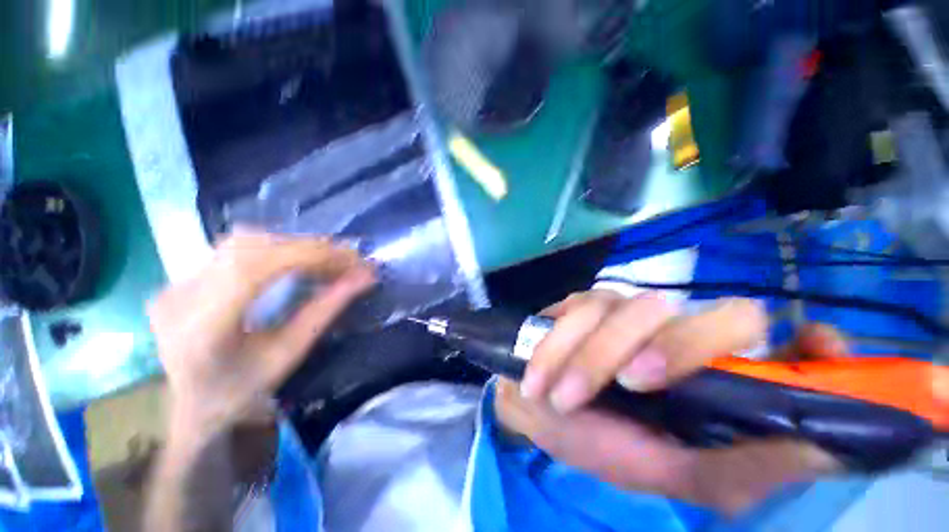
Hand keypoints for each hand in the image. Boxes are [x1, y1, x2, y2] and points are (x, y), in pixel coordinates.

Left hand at [149, 231, 374, 435]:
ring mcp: (176, 283)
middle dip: (308, 248)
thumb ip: (325, 311)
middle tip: (348, 260)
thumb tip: (364, 279)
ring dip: (293, 246)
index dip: (310, 255)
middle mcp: (181, 295)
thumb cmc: (242, 392)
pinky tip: (298, 261)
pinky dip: (277, 249)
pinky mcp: (182, 278)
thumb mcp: (288, 355)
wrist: (187, 408)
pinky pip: (236, 250)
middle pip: (250, 247)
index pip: (255, 268)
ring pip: (243, 242)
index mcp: (202, 327)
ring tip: (328, 260)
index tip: (353, 261)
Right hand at [495, 290, 844, 515]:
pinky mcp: (583, 302)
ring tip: (566, 396)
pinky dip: (559, 349)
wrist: (536, 409)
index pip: (792, 345)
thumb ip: (746, 468)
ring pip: (633, 311)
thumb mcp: (673, 472)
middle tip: (633, 385)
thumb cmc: (602, 443)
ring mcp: (627, 307)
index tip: (813, 348)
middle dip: (676, 349)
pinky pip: (579, 314)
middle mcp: (682, 329)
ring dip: (595, 359)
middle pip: (722, 315)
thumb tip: (827, 449)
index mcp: (714, 373)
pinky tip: (542, 378)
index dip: (809, 345)